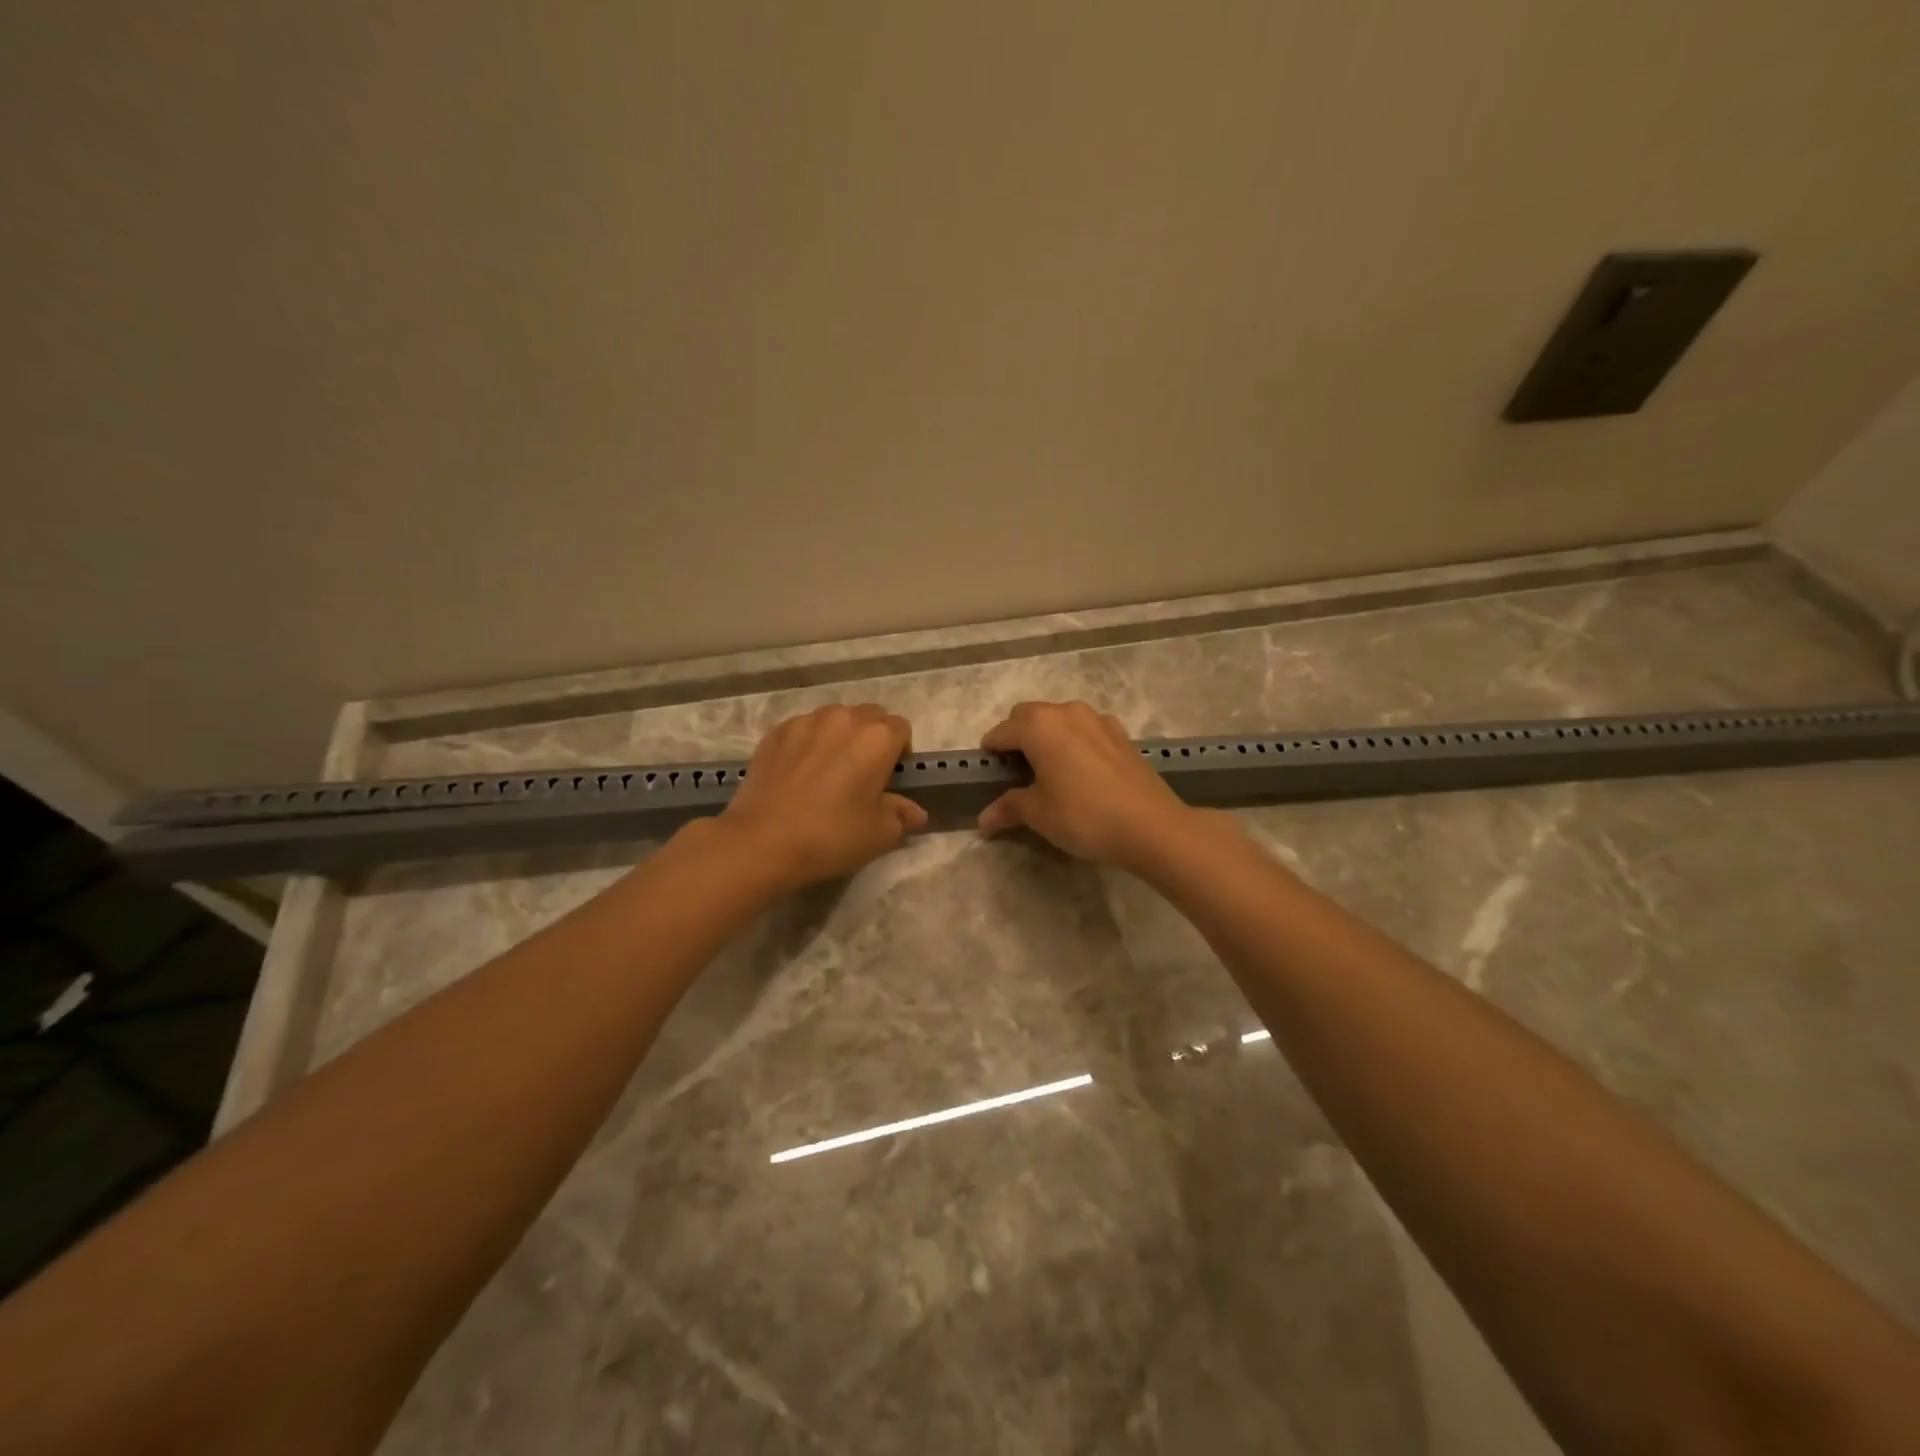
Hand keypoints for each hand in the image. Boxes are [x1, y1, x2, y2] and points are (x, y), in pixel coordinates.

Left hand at [718, 704, 926, 889]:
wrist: (762, 841)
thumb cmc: (831, 836)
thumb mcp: (879, 834)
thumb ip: (901, 815)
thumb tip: (915, 812)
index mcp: (877, 737)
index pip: (901, 729)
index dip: (900, 752)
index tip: (889, 779)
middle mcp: (844, 718)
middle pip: (869, 716)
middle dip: (871, 738)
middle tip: (862, 774)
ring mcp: (805, 721)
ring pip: (834, 719)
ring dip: (839, 736)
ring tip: (828, 770)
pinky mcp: (775, 732)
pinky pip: (803, 729)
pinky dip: (808, 743)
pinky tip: (798, 774)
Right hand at [977, 701, 1196, 869]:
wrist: (1151, 826)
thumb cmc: (1083, 815)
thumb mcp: (1038, 814)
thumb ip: (1008, 808)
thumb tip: (983, 821)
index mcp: (1039, 725)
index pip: (1001, 732)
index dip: (990, 753)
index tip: (988, 776)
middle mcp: (1067, 712)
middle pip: (1029, 717)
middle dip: (1017, 739)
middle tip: (1016, 774)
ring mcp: (1099, 720)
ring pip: (1060, 721)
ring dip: (1048, 738)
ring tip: (1049, 773)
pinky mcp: (1121, 735)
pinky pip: (1086, 731)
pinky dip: (1075, 743)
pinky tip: (1081, 773)